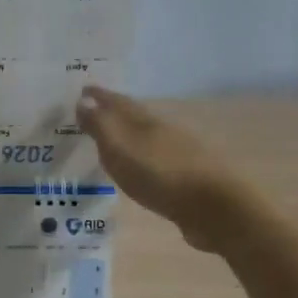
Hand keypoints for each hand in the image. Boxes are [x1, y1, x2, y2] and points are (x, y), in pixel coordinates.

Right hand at [76, 86, 246, 252]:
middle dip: (114, 113)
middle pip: (135, 116)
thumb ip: (101, 126)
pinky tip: (140, 167)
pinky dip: (142, 158)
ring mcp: (179, 154)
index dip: (100, 95)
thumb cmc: (160, 176)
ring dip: (129, 135)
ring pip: (148, 138)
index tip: (83, 89)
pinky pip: (156, 160)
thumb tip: (83, 101)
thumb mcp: (121, 150)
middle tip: (94, 113)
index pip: (119, 102)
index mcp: (146, 121)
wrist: (214, 208)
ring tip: (112, 141)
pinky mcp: (186, 178)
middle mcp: (164, 131)